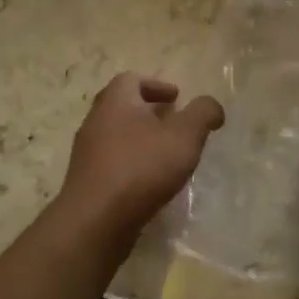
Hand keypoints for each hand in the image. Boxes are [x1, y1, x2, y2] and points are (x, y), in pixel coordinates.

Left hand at [57, 73, 225, 238]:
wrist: (96, 219)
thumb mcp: (184, 136)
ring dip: (140, 138)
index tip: (177, 98)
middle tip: (173, 122)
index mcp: (116, 102)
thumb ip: (202, 114)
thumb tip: (211, 106)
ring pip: (116, 135)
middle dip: (149, 111)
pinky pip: (111, 162)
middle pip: (121, 107)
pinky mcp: (87, 181)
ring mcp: (87, 153)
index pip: (131, 79)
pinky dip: (131, 162)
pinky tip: (149, 181)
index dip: (156, 85)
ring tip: (165, 154)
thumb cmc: (141, 168)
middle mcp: (95, 121)